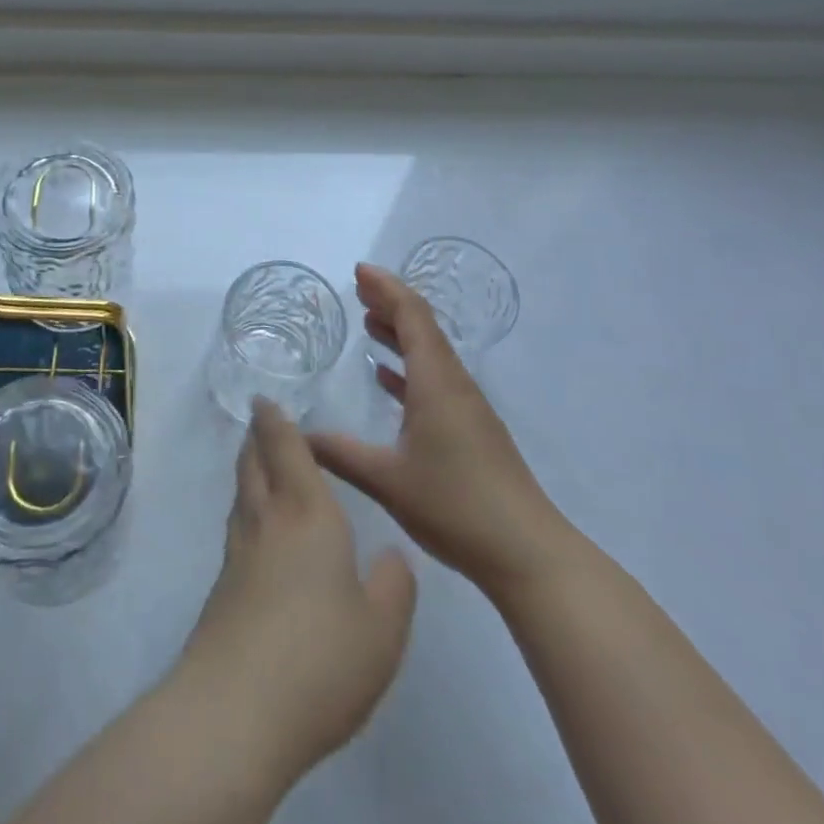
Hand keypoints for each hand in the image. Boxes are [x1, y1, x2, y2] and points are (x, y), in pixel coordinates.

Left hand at [172, 399, 416, 782]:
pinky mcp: (222, 590)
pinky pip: (237, 528)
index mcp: (307, 514)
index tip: (264, 399)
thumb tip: (391, 556)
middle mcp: (268, 521)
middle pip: (254, 463)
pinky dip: (246, 510)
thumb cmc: (320, 658)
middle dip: (257, 437)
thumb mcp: (383, 629)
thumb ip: (393, 585)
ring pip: (242, 494)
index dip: (276, 421)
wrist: (235, 711)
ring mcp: (239, 555)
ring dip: (248, 470)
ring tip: (258, 464)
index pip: (286, 449)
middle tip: (260, 421)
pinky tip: (256, 531)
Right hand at [307, 264, 574, 593]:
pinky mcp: (471, 430)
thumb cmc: (456, 506)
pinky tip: (388, 379)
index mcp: (436, 383)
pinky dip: (409, 367)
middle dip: (391, 303)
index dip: (386, 288)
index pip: (413, 317)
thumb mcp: (387, 480)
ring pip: (430, 353)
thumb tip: (297, 433)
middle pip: (423, 328)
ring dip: (400, 333)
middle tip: (358, 289)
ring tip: (368, 322)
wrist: (527, 553)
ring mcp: (466, 407)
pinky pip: (435, 380)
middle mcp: (454, 384)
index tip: (358, 271)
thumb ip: (340, 453)